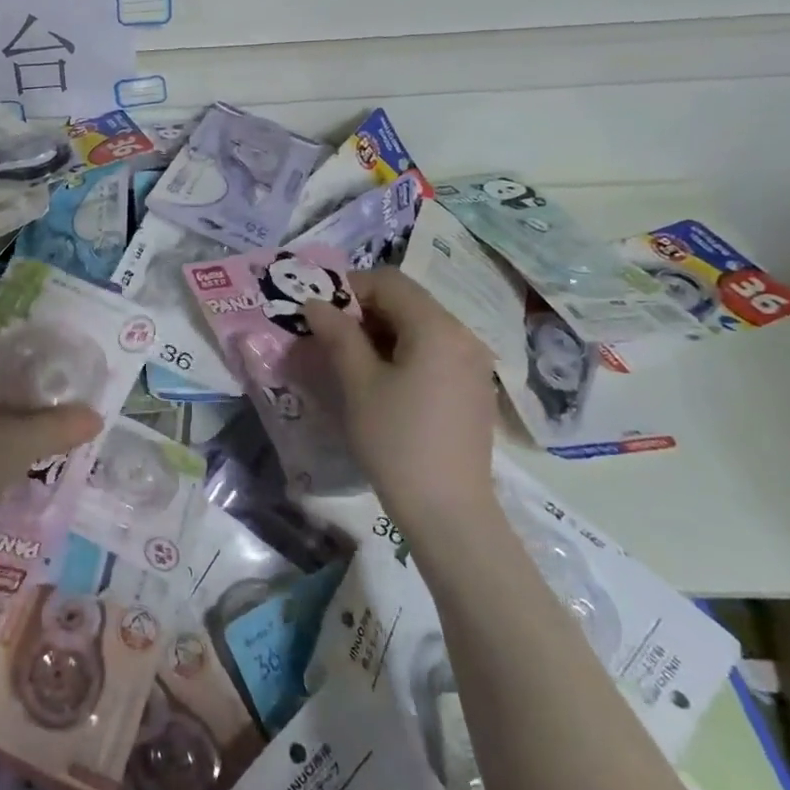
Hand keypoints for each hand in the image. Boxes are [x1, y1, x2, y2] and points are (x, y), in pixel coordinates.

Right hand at [302, 267, 499, 529]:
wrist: (447, 508)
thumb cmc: (396, 439)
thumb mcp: (358, 383)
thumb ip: (337, 335)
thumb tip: (316, 304)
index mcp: (437, 328)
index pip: (390, 282)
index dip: (349, 287)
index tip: (318, 311)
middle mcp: (463, 336)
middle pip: (407, 302)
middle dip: (363, 311)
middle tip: (327, 337)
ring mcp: (474, 364)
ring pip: (419, 328)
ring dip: (380, 333)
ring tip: (348, 362)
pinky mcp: (473, 389)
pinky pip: (433, 353)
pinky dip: (402, 354)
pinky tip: (381, 384)